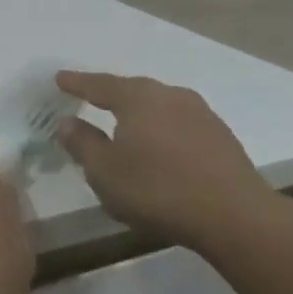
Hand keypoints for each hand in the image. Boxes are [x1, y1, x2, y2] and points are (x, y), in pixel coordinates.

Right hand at [54, 71, 286, 253]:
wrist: (233, 214)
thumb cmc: (157, 189)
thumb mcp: (105, 172)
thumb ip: (83, 143)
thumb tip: (67, 122)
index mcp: (138, 98)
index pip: (99, 84)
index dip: (77, 83)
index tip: (59, 78)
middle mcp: (169, 95)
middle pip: (132, 89)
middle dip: (110, 94)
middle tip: (91, 97)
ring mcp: (200, 113)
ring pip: (159, 105)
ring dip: (139, 112)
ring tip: (125, 124)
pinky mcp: (219, 135)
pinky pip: (179, 123)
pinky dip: (162, 129)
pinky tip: (160, 147)